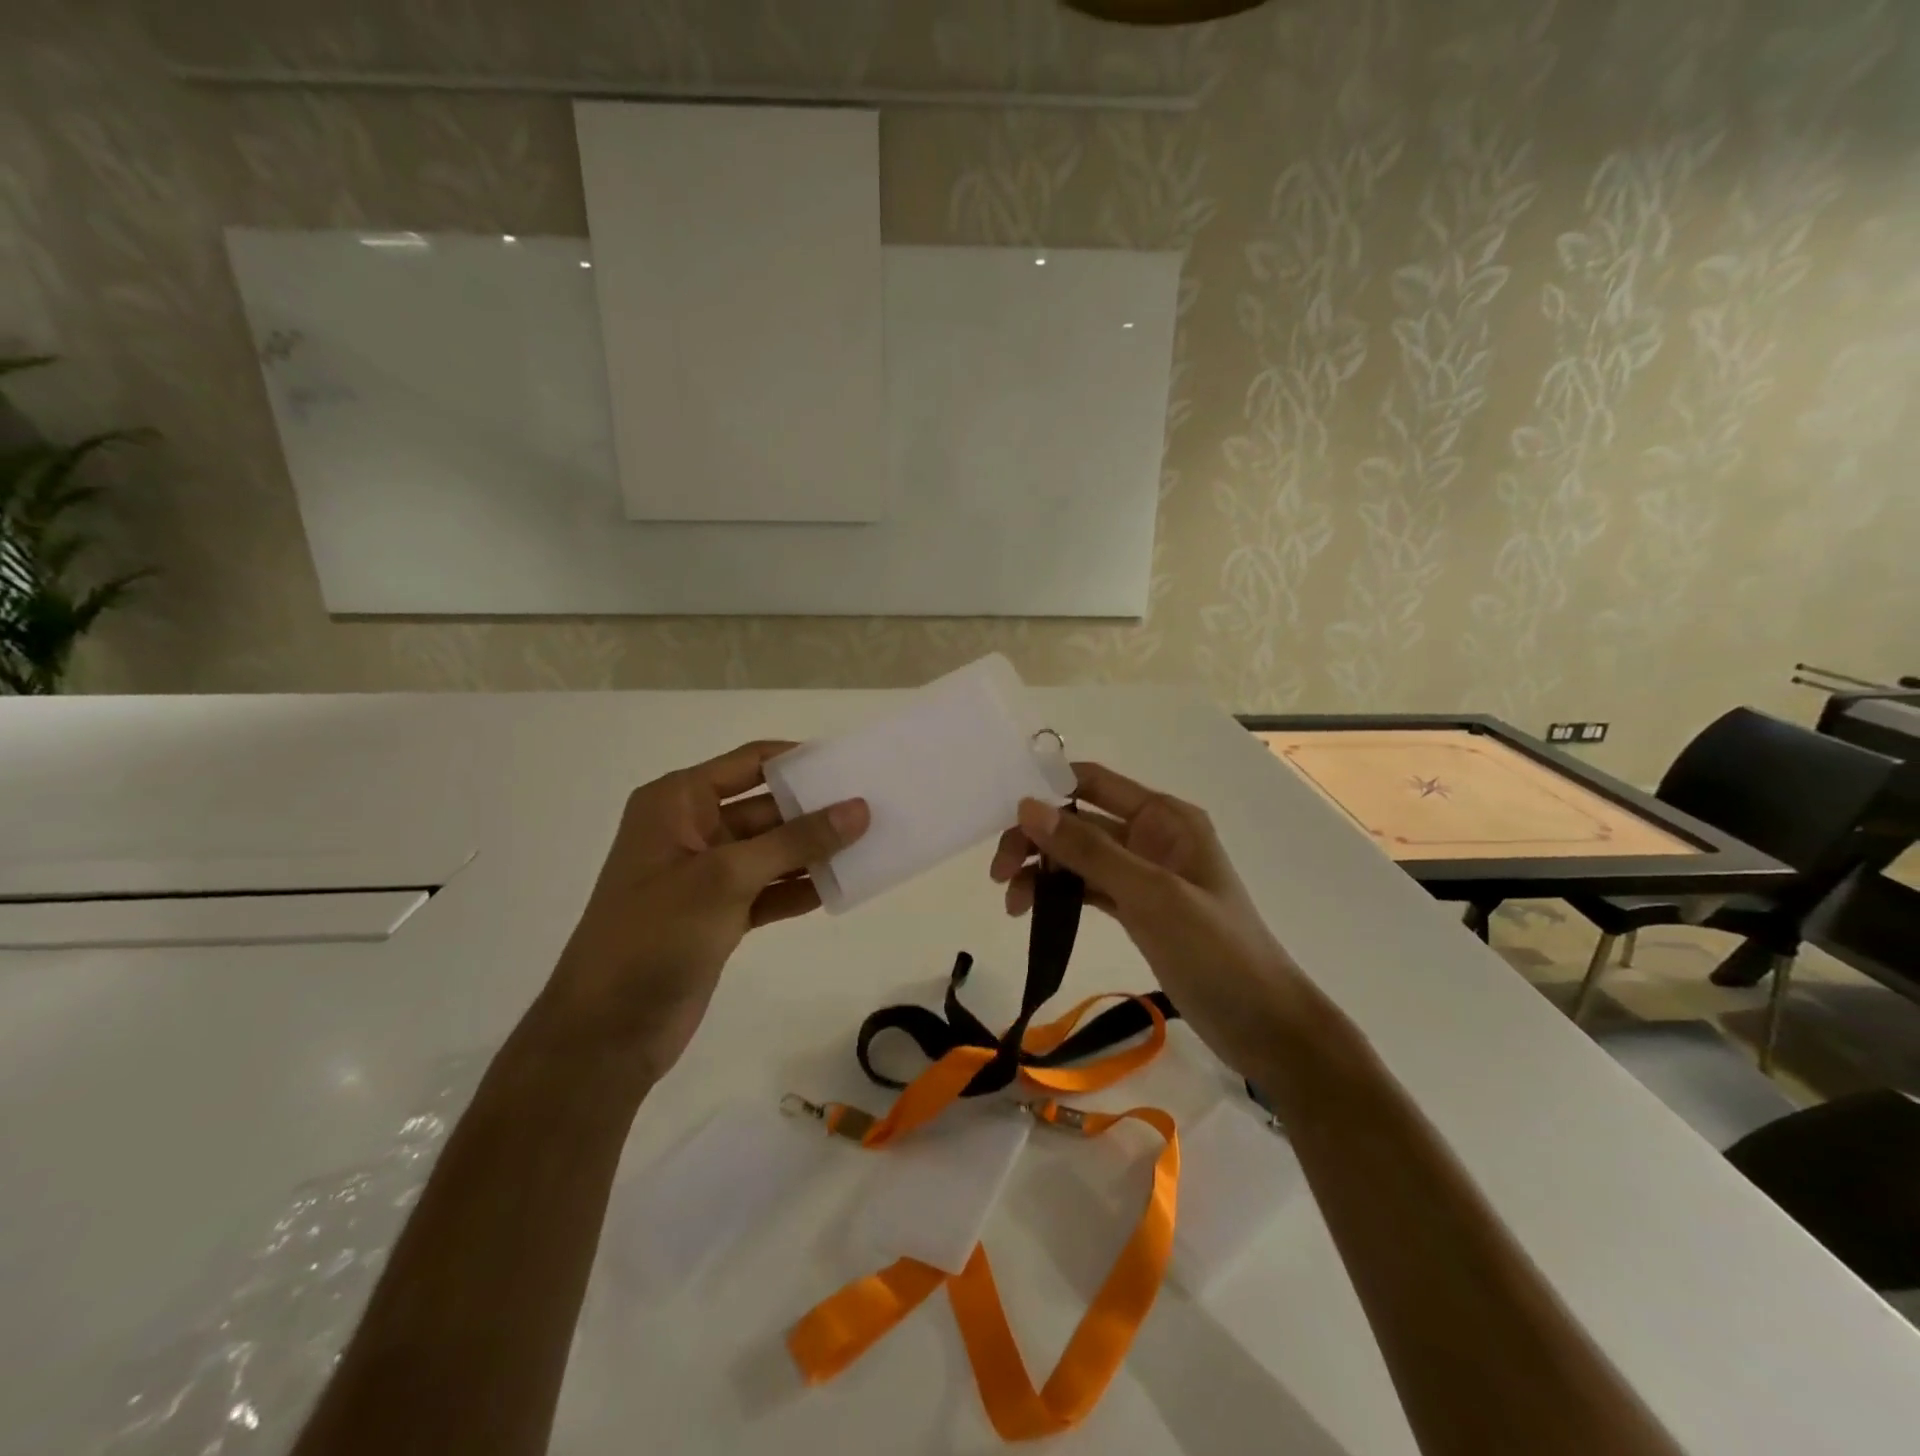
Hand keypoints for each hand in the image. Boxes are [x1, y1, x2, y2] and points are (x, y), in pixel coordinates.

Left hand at [545, 740, 868, 1081]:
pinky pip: (770, 889)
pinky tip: (842, 888)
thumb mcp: (726, 877)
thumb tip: (859, 808)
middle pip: (767, 807)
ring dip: (815, 852)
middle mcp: (692, 830)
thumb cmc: (656, 935)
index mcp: (678, 802)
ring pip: (773, 851)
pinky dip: (800, 889)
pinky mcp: (720, 915)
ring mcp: (707, 875)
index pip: (750, 763)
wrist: (606, 1032)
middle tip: (875, 809)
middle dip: (816, 810)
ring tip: (871, 846)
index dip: (800, 761)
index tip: (852, 766)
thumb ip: (796, 840)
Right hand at [988, 761, 1303, 1078]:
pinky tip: (1032, 912)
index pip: (1094, 783)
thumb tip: (1027, 806)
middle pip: (1079, 822)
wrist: (1263, 1025)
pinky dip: (1059, 895)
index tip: (1002, 813)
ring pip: (1079, 858)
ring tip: (1012, 904)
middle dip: (1037, 840)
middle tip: (999, 874)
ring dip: (1043, 871)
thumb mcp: (1150, 894)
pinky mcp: (1137, 909)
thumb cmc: (1216, 950)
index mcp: (1164, 817)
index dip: (1048, 789)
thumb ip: (1088, 850)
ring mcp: (1144, 874)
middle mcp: (1151, 836)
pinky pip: (1088, 888)